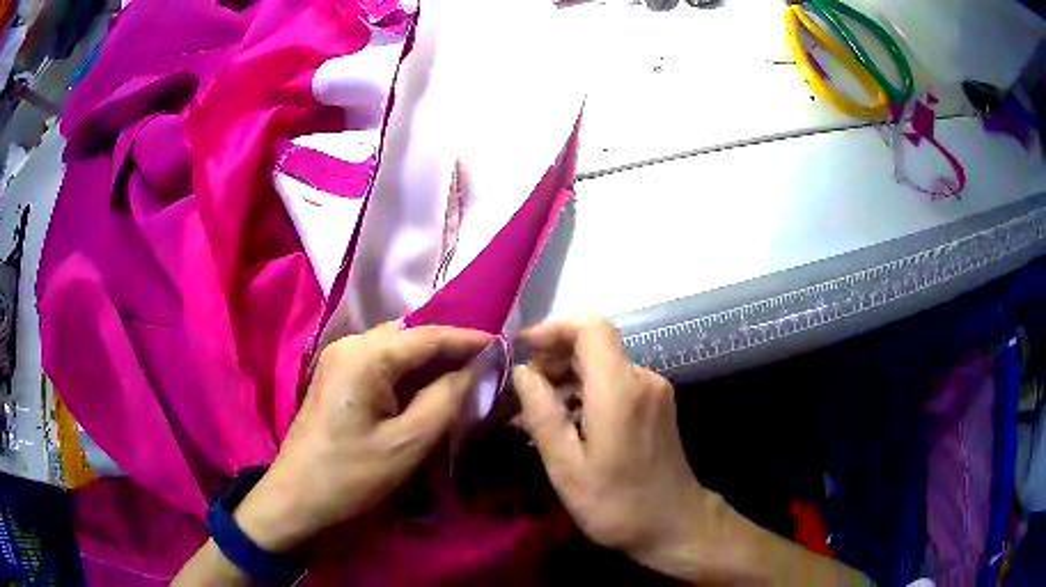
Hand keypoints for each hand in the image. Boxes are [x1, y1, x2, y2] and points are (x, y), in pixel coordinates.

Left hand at [233, 322, 489, 552]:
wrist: (296, 498)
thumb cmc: (351, 475)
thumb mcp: (407, 444)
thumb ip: (446, 400)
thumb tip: (477, 370)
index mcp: (365, 356)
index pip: (428, 335)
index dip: (469, 340)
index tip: (505, 348)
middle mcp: (350, 345)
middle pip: (411, 337)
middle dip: (450, 350)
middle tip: (489, 367)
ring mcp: (339, 359)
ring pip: (397, 350)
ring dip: (431, 362)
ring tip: (467, 377)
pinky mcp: (336, 377)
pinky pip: (382, 364)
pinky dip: (410, 374)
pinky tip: (429, 389)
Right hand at [511, 319, 720, 578]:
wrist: (675, 524)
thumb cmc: (616, 503)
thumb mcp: (567, 467)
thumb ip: (543, 414)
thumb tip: (523, 372)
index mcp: (621, 390)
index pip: (591, 328)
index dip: (554, 328)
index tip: (523, 348)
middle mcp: (643, 378)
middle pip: (595, 345)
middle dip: (554, 358)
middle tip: (521, 390)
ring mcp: (655, 390)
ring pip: (604, 365)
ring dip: (568, 378)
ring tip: (536, 411)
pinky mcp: (657, 404)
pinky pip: (616, 383)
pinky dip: (587, 392)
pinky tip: (566, 420)